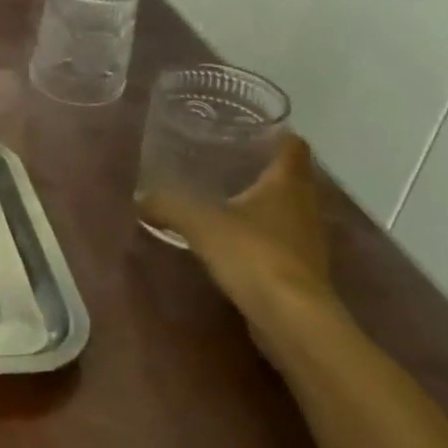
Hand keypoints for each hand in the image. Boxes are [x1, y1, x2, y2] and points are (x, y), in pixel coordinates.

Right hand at [139, 137, 337, 328]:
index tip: (254, 127)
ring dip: (264, 203)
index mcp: (287, 184)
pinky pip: (281, 240)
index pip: (293, 146)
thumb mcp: (200, 223)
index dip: (278, 134)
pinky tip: (234, 239)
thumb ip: (168, 206)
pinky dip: (261, 234)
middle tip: (230, 159)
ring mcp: (307, 241)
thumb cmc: (253, 255)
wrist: (292, 319)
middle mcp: (305, 207)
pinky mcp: (302, 271)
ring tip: (227, 197)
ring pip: (287, 210)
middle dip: (265, 167)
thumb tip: (140, 198)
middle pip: (292, 177)